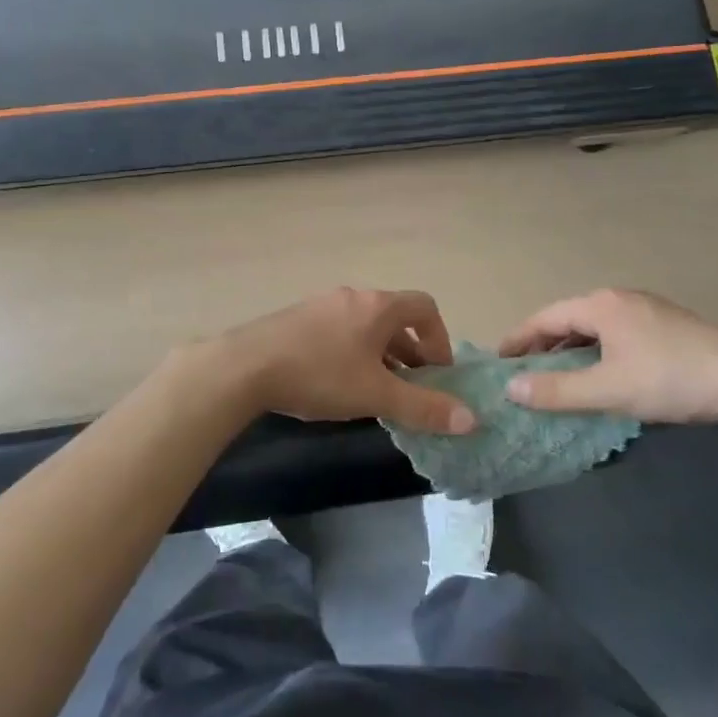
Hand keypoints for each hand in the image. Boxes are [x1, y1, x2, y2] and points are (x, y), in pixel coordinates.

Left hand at [213, 288, 476, 434]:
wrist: (246, 365)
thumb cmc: (321, 374)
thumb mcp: (376, 395)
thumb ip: (424, 407)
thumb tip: (471, 419)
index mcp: (378, 306)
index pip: (424, 307)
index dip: (439, 338)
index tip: (437, 373)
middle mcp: (352, 297)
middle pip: (394, 318)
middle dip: (409, 352)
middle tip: (410, 388)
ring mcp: (321, 305)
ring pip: (364, 327)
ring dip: (379, 355)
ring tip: (376, 391)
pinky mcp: (296, 319)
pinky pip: (337, 331)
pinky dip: (351, 353)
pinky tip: (336, 383)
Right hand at [498, 288, 717, 423]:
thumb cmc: (669, 378)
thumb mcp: (607, 390)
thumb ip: (557, 390)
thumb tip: (512, 388)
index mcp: (601, 306)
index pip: (546, 317)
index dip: (519, 338)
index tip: (499, 359)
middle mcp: (621, 299)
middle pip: (570, 318)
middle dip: (545, 343)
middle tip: (524, 370)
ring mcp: (648, 310)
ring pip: (596, 326)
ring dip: (573, 348)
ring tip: (558, 374)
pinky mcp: (669, 326)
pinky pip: (618, 333)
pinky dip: (598, 350)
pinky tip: (603, 373)